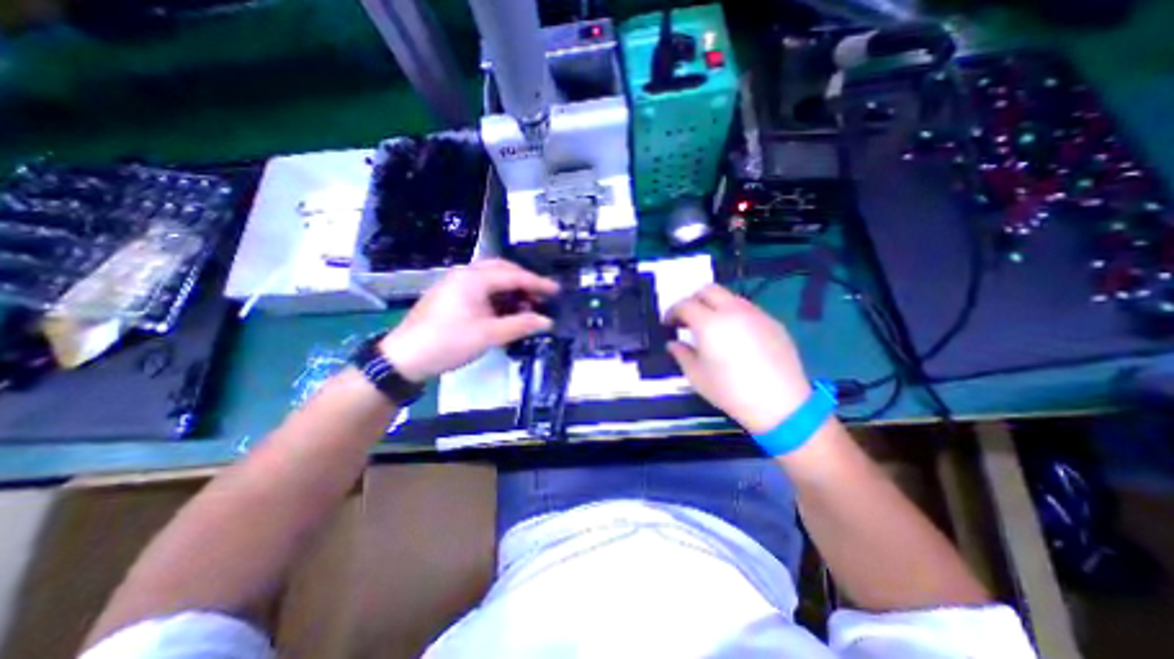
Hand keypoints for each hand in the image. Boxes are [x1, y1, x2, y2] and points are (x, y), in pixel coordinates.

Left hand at [378, 257, 555, 379]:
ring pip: (491, 279)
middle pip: (502, 270)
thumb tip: (547, 321)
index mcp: (474, 278)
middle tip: (541, 297)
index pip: (514, 276)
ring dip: (510, 290)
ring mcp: (455, 284)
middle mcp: (465, 274)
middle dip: (524, 282)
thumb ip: (521, 325)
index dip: (538, 283)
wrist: (403, 357)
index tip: (557, 290)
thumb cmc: (448, 342)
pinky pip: (481, 289)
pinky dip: (497, 297)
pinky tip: (504, 312)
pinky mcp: (450, 296)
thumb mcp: (489, 335)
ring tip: (525, 306)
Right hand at [664, 282, 813, 434]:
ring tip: (712, 327)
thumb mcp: (696, 376)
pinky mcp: (772, 322)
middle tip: (688, 319)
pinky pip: (747, 309)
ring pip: (729, 297)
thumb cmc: (730, 391)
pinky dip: (734, 315)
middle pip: (708, 290)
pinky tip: (736, 337)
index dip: (672, 312)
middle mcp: (732, 311)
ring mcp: (755, 314)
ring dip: (715, 305)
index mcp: (709, 323)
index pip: (685, 304)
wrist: (780, 404)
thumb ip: (681, 354)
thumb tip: (673, 343)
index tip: (668, 324)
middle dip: (693, 300)